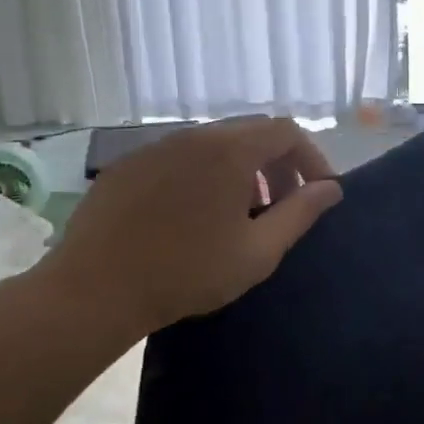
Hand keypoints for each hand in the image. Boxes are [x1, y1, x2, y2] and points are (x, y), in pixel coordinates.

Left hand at [26, 117, 341, 349]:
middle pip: (251, 133)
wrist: (93, 291)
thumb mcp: (258, 251)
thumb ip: (301, 214)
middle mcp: (194, 136)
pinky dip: (203, 176)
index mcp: (230, 150)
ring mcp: (156, 148)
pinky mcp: (128, 166)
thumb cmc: (187, 272)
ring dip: (241, 171)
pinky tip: (193, 217)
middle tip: (282, 206)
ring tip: (239, 215)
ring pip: (214, 145)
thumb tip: (331, 189)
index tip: (318, 193)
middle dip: (277, 165)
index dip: (311, 157)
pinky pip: (180, 159)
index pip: (286, 132)